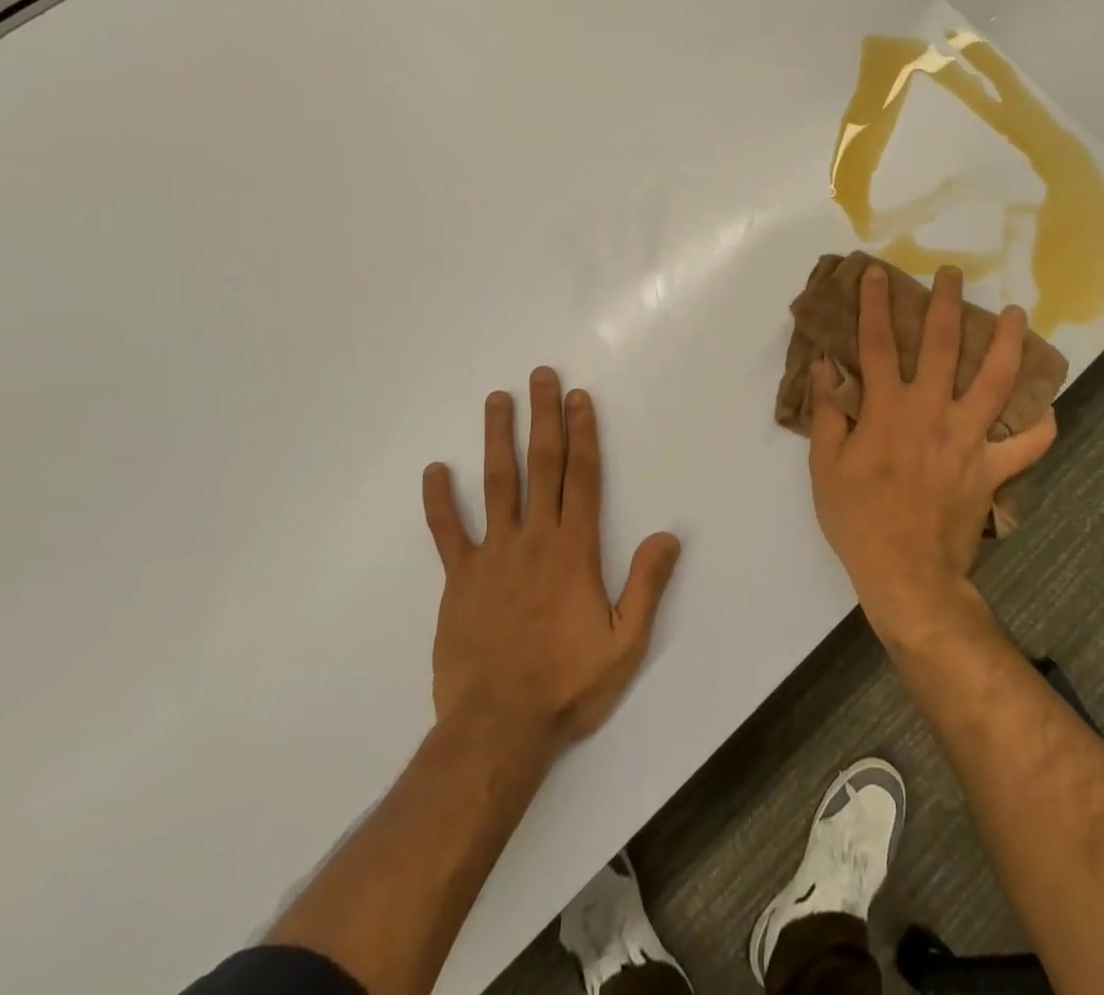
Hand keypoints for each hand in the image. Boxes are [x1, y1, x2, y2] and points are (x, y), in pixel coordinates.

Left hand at [422, 367, 681, 754]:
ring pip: (496, 484)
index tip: (579, 398)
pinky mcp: (459, 578)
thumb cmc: (568, 685)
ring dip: (497, 438)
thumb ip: (647, 585)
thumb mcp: (625, 643)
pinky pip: (448, 532)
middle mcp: (535, 539)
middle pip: (541, 466)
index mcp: (575, 550)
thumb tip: (668, 535)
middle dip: (543, 417)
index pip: (582, 478)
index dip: (582, 434)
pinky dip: (440, 501)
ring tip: (497, 399)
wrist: (498, 729)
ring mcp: (493, 555)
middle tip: (541, 376)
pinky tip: (435, 470)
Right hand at [807, 265, 1056, 644]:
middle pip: (944, 348)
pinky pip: (1027, 445)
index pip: (879, 344)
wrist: (907, 574)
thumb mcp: (825, 466)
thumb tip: (824, 366)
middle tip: (953, 274)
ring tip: (1018, 316)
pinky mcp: (993, 470)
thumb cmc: (858, 519)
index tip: (876, 273)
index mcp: (888, 410)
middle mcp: (932, 413)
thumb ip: (828, 412)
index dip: (875, 305)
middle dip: (947, 305)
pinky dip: (1041, 427)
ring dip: (1009, 345)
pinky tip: (1048, 409)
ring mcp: (969, 440)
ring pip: (997, 383)